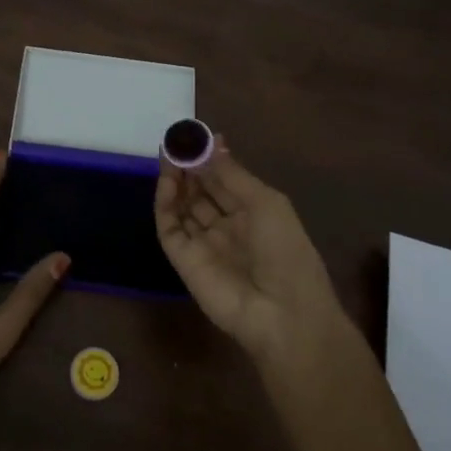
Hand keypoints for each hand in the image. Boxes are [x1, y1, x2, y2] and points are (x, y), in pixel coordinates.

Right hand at [154, 137, 342, 363]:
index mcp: (253, 214)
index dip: (209, 159)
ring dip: (175, 182)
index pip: (224, 181)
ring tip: (168, 156)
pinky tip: (167, 182)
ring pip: (182, 207)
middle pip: (200, 192)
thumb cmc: (286, 252)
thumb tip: (213, 140)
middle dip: (189, 167)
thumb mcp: (266, 203)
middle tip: (175, 143)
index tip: (193, 136)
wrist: (283, 315)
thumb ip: (232, 173)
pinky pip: (169, 228)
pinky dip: (165, 204)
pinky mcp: (183, 260)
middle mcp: (227, 227)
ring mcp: (203, 244)